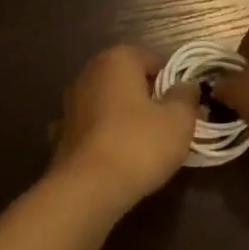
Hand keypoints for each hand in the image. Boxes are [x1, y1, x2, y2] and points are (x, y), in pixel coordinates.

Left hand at [51, 45, 198, 211]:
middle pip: (129, 81)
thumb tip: (186, 86)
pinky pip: (93, 128)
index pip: (154, 60)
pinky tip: (117, 157)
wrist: (87, 190)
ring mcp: (70, 104)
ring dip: (125, 117)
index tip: (183, 107)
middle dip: (148, 99)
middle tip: (168, 125)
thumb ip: (186, 97)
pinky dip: (105, 136)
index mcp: (117, 60)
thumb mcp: (179, 120)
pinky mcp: (61, 134)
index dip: (172, 83)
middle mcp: (89, 73)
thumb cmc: (139, 144)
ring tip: (145, 145)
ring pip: (110, 104)